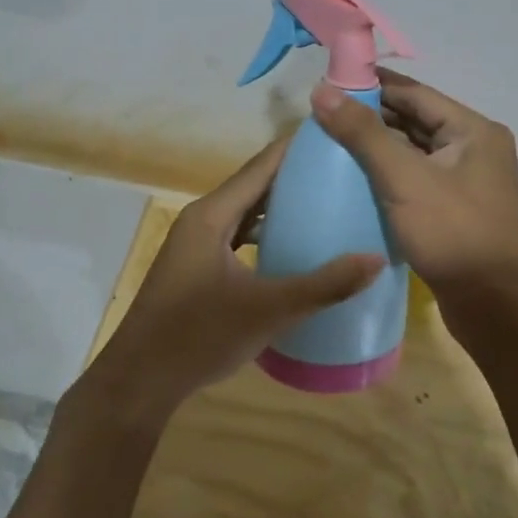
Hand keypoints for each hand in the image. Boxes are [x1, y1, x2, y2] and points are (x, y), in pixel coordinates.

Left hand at [79, 134, 383, 425]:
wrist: (140, 381)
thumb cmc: (198, 336)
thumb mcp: (268, 310)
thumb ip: (323, 285)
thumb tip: (376, 259)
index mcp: (211, 216)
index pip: (260, 167)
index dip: (295, 149)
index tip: (334, 136)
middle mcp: (201, 221)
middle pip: (253, 187)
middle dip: (294, 177)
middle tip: (341, 173)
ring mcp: (195, 246)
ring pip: (244, 214)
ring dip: (278, 208)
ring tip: (324, 206)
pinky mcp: (196, 269)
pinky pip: (236, 237)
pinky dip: (263, 235)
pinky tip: (290, 250)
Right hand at [310, 70, 517, 295]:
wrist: (492, 305)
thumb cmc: (452, 232)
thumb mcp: (403, 178)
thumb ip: (362, 133)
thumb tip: (321, 91)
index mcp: (473, 130)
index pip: (415, 93)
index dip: (373, 84)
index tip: (330, 83)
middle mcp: (475, 149)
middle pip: (415, 120)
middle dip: (372, 116)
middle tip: (324, 116)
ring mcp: (467, 181)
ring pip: (415, 152)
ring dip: (379, 146)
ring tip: (332, 144)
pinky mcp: (455, 209)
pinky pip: (416, 179)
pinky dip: (389, 174)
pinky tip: (356, 179)